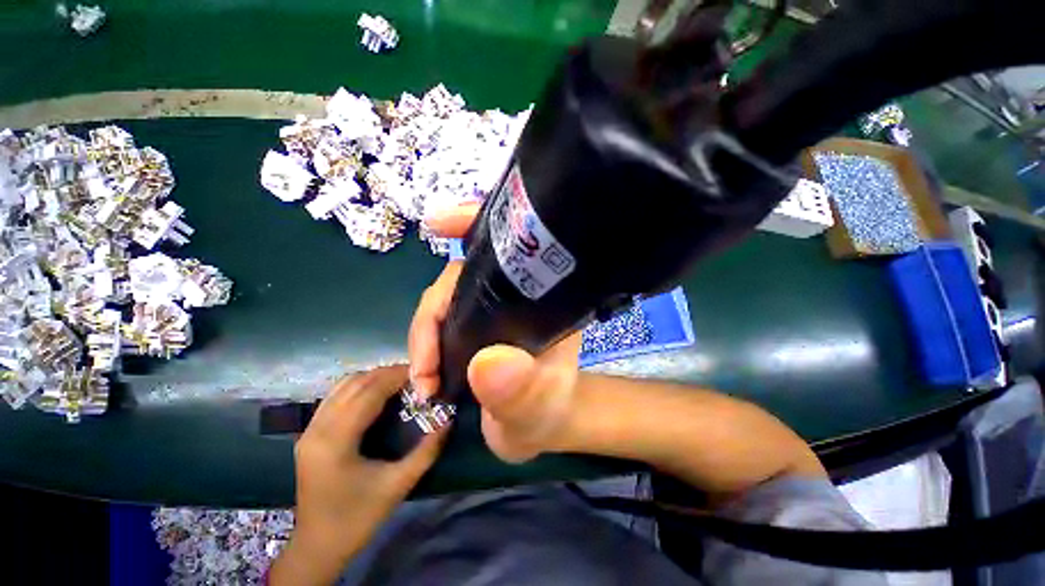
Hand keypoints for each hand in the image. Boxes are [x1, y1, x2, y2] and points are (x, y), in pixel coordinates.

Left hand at [271, 366, 444, 585]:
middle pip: (354, 383)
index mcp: (336, 441)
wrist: (318, 547)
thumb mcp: (399, 484)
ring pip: (342, 386)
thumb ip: (427, 450)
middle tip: (415, 375)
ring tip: (400, 381)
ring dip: (373, 377)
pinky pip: (335, 396)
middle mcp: (317, 428)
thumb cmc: (358, 518)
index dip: (396, 376)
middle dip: (387, 373)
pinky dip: (359, 387)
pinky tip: (377, 394)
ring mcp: (309, 430)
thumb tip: (449, 420)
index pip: (369, 392)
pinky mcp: (309, 434)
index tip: (422, 372)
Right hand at [410, 204, 581, 462]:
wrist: (536, 429)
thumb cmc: (546, 412)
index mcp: (540, 298)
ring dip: (423, 336)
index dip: (476, 225)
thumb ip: (521, 391)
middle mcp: (513, 294)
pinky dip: (424, 343)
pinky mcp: (470, 327)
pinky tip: (423, 372)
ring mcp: (488, 309)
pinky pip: (438, 321)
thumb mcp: (539, 408)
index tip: (439, 223)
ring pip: (443, 300)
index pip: (510, 247)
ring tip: (425, 380)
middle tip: (425, 369)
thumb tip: (488, 363)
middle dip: (432, 314)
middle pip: (461, 276)